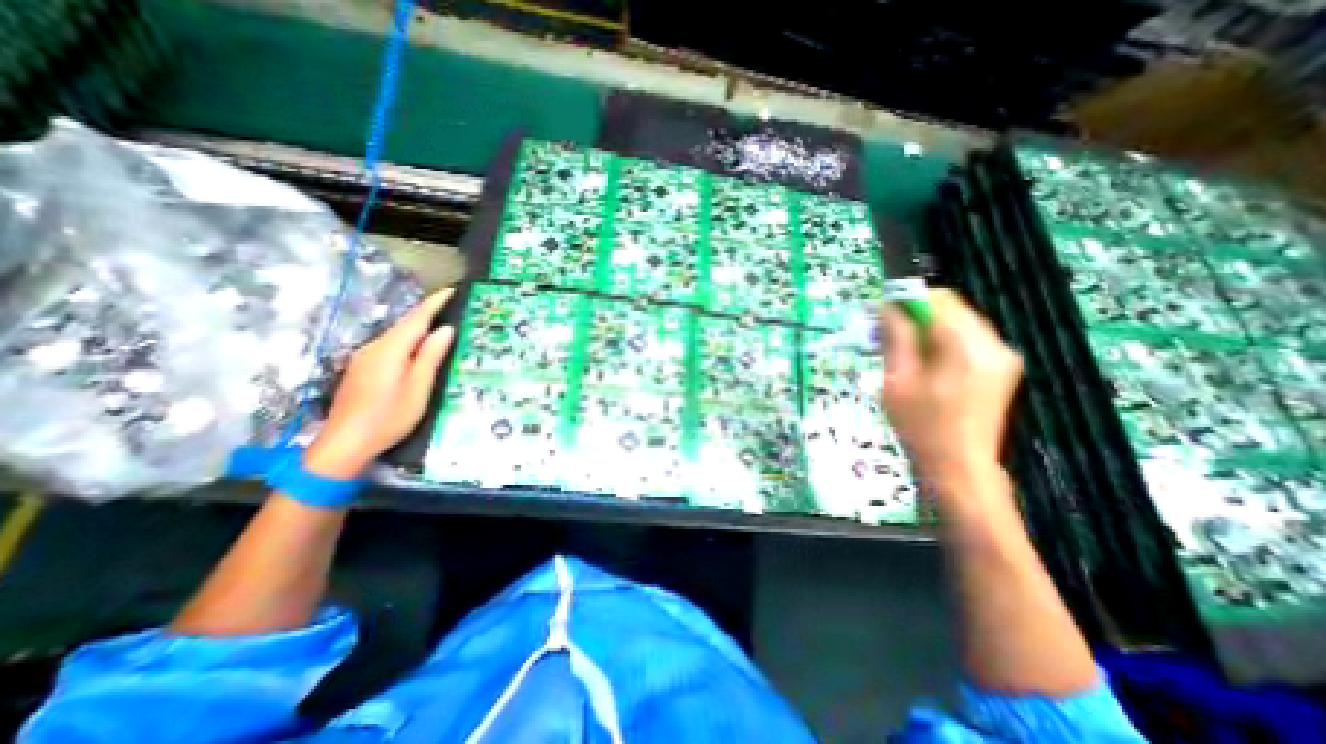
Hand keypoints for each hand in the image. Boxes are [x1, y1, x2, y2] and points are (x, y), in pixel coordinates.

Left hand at [304, 289, 456, 479]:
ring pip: (396, 336)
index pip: (416, 319)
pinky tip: (417, 350)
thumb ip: (430, 356)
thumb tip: (445, 329)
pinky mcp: (362, 369)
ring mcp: (364, 358)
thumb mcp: (419, 388)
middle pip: (404, 325)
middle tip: (452, 306)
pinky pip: (390, 347)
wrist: (344, 444)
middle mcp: (374, 348)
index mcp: (390, 350)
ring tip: (441, 327)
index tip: (452, 289)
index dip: (434, 303)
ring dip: (418, 328)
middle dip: (427, 313)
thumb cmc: (389, 417)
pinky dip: (408, 342)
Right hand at [879, 291, 1024, 487]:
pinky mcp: (1000, 368)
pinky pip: (967, 339)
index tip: (880, 312)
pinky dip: (942, 340)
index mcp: (968, 347)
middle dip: (916, 313)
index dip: (906, 299)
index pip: (938, 300)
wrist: (959, 468)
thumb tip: (888, 307)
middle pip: (951, 308)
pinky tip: (923, 361)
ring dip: (927, 327)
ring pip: (958, 322)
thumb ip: (897, 338)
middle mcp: (994, 344)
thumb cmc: (921, 427)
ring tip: (901, 349)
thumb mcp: (898, 381)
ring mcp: (1001, 356)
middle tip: (886, 332)